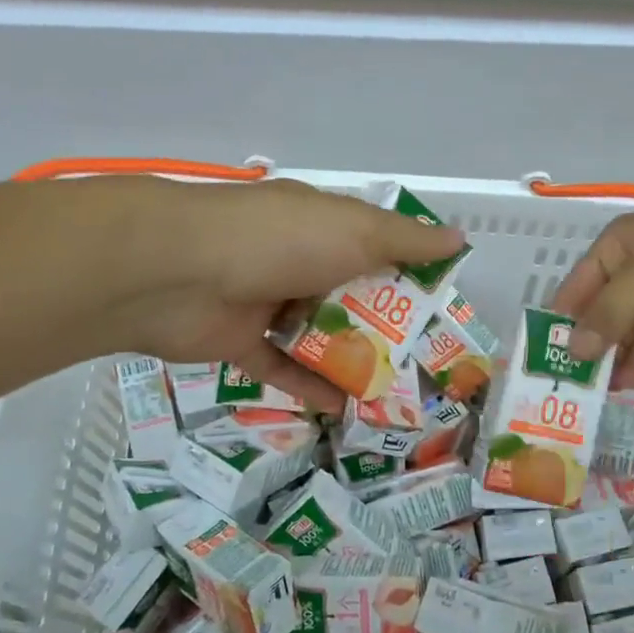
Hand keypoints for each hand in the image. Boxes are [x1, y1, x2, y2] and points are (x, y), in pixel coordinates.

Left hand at [112, 178, 463, 411]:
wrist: (175, 273)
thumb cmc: (278, 241)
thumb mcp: (354, 231)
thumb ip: (406, 240)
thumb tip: (458, 239)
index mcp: (321, 224)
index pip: (376, 243)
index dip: (409, 270)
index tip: (441, 304)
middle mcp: (295, 258)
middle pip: (350, 292)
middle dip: (385, 323)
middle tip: (424, 359)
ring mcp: (265, 300)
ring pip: (317, 332)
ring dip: (350, 358)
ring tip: (392, 391)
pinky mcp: (240, 340)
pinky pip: (282, 367)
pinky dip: (309, 385)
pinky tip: (343, 408)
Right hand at [552, 184, 633, 388]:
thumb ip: (615, 308)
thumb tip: (576, 349)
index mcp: (618, 248)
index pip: (576, 287)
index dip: (560, 321)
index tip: (544, 358)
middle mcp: (632, 275)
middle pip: (597, 317)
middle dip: (583, 348)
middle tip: (565, 386)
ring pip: (623, 338)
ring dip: (609, 362)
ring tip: (591, 394)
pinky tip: (624, 386)